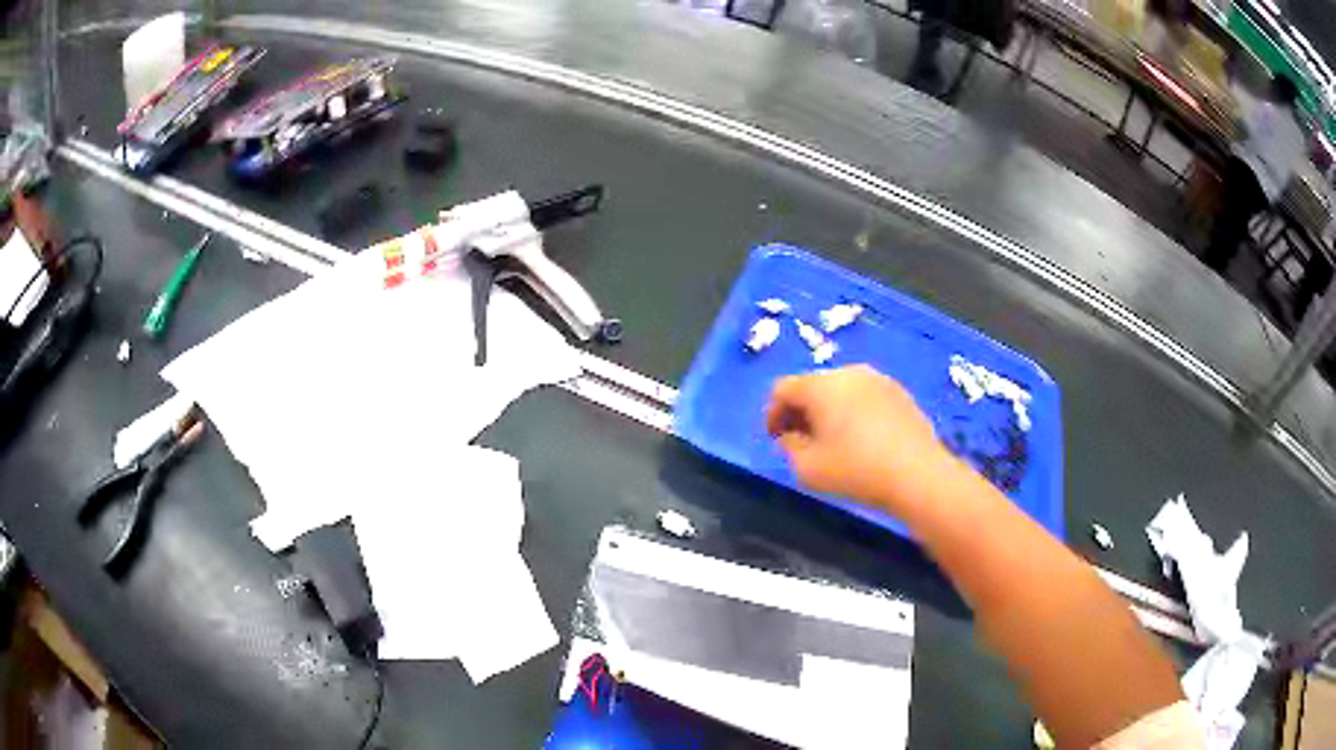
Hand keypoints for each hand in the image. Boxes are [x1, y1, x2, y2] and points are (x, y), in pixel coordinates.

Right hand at [765, 365, 949, 513]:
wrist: (918, 475)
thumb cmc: (856, 470)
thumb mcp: (807, 468)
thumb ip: (789, 447)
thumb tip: (791, 436)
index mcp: (821, 385)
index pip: (783, 388)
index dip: (772, 413)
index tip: (775, 440)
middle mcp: (849, 373)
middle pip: (813, 385)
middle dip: (801, 412)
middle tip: (801, 442)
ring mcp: (878, 380)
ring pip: (840, 390)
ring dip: (828, 412)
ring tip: (832, 443)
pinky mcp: (900, 393)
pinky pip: (865, 397)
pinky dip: (854, 413)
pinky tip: (862, 441)